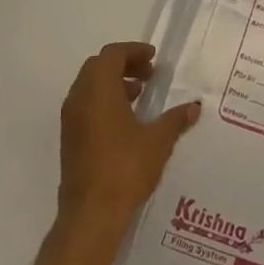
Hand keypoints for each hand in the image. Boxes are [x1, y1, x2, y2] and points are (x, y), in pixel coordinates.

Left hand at [59, 43, 199, 229]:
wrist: (91, 213)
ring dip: (113, 83)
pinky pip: (85, 105)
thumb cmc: (125, 168)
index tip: (153, 58)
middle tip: (148, 74)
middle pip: (98, 66)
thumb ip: (175, 119)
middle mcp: (80, 98)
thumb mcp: (158, 140)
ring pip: (89, 86)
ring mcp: (71, 120)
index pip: (112, 54)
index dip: (133, 51)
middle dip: (123, 64)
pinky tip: (126, 120)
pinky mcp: (70, 139)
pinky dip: (104, 101)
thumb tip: (194, 106)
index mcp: (99, 90)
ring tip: (139, 95)